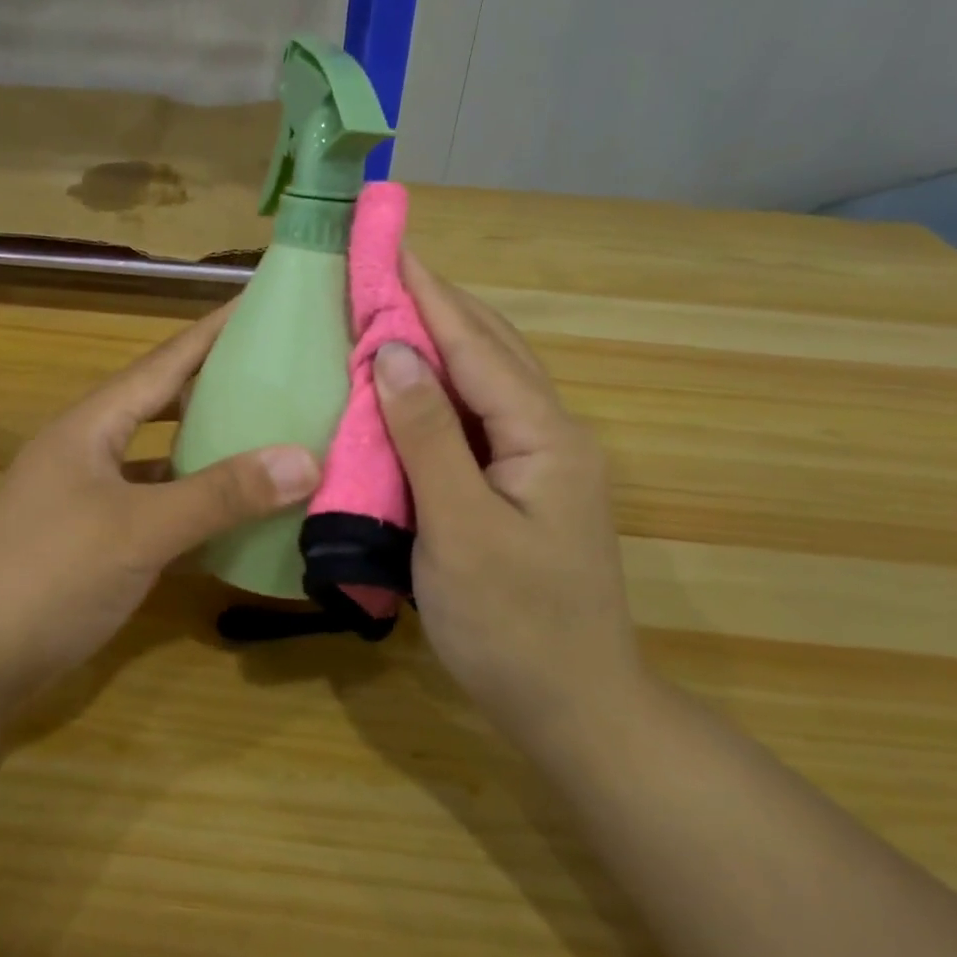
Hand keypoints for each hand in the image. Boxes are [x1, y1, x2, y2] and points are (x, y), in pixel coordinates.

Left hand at [0, 304, 320, 707]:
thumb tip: (306, 458)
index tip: (261, 304)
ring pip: (162, 457)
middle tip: (279, 371)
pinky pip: (158, 505)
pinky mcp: (96, 538)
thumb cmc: (49, 575)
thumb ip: (220, 495)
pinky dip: (195, 503)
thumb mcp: (139, 530)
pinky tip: (234, 511)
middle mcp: (90, 449)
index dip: (213, 331)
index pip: (164, 361)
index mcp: (92, 425)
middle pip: (163, 402)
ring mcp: (90, 496)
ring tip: (267, 433)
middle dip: (216, 384)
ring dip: (208, 446)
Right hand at [375, 253, 639, 739]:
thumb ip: (427, 435)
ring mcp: (542, 459)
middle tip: (382, 269)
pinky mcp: (523, 484)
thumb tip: (395, 350)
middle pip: (490, 349)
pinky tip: (411, 381)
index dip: (428, 294)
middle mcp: (552, 433)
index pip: (476, 346)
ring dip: (440, 339)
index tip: (388, 247)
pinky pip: (478, 416)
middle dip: (437, 304)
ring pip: (487, 379)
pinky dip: (441, 387)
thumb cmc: (512, 625)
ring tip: (391, 307)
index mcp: (545, 435)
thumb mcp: (459, 529)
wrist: (574, 709)